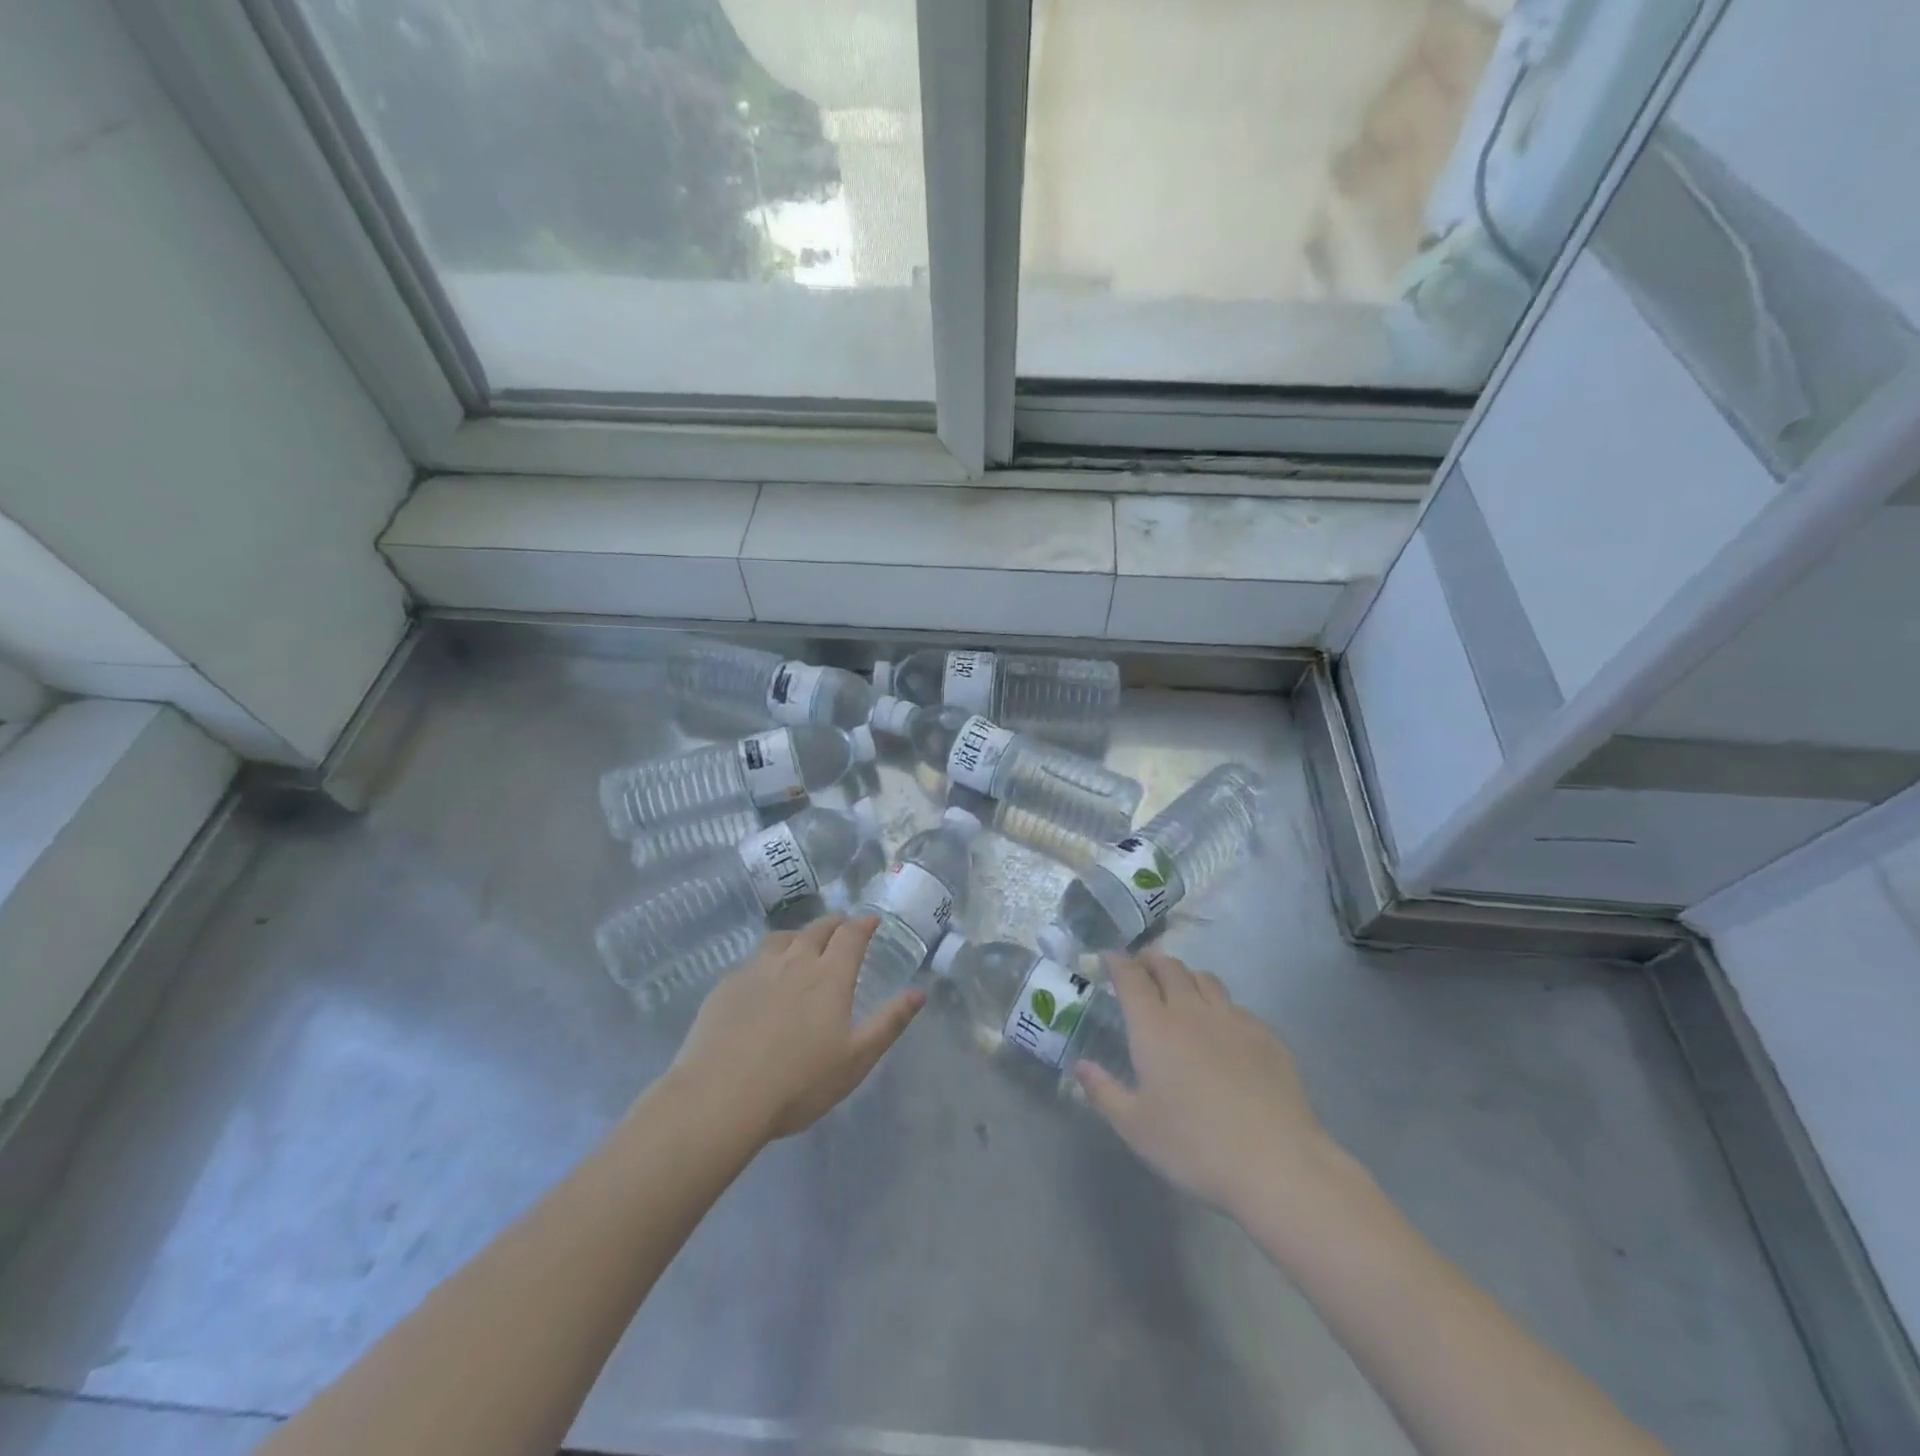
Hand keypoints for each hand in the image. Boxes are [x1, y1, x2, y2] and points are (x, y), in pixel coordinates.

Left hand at [670, 915, 923, 1142]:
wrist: (722, 1096)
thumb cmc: (799, 1082)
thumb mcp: (856, 1059)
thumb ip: (889, 1023)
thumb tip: (919, 992)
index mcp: (829, 977)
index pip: (851, 936)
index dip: (863, 924)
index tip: (871, 920)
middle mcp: (795, 962)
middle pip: (817, 930)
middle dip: (834, 923)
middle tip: (842, 925)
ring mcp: (756, 971)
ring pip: (782, 939)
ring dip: (799, 935)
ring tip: (802, 943)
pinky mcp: (726, 986)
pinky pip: (752, 961)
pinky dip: (767, 960)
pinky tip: (762, 978)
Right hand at [1075, 949, 1344, 1222]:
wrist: (1276, 1163)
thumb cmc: (1194, 1146)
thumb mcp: (1136, 1127)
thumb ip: (1104, 1092)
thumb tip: (1081, 1066)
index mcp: (1154, 1027)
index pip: (1132, 978)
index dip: (1118, 963)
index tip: (1108, 957)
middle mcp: (1192, 1012)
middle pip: (1170, 968)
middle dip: (1151, 960)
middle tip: (1141, 963)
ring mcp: (1233, 1020)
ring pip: (1205, 979)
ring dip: (1186, 974)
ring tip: (1179, 984)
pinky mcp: (1266, 1036)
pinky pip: (1235, 1005)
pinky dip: (1219, 1003)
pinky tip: (1221, 1025)